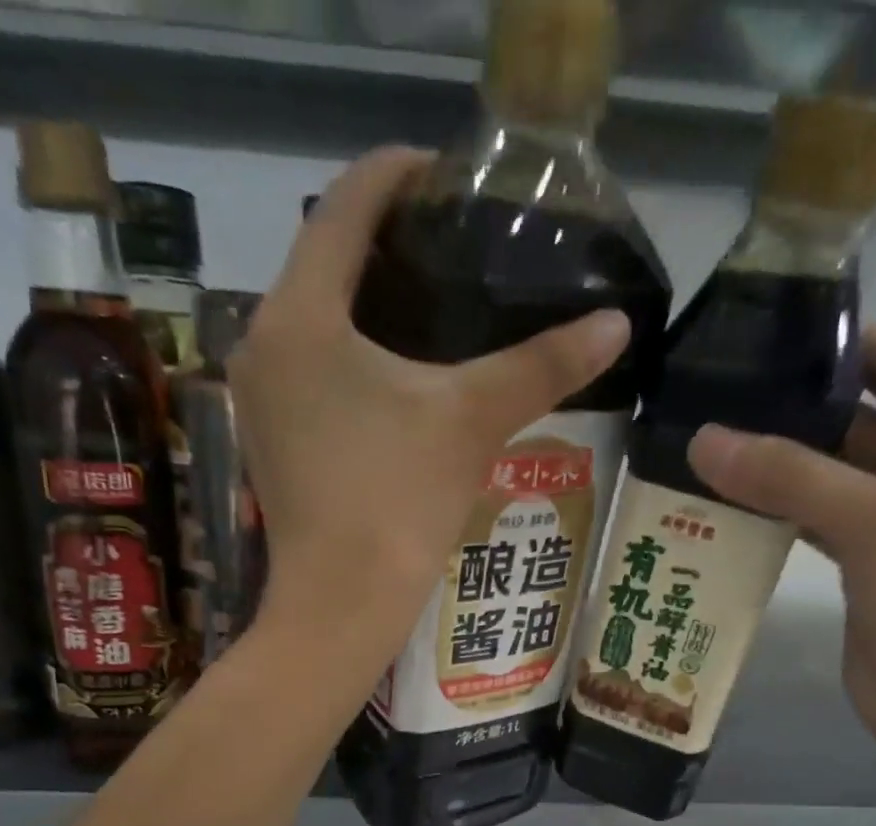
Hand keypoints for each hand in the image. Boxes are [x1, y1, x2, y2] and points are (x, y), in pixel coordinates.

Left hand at [227, 147, 631, 637]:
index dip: (398, 175)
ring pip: (313, 317)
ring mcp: (259, 395)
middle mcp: (263, 341)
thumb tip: (616, 324)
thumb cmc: (398, 501)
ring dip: (367, 300)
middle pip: (323, 259)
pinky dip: (349, 351)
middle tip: (453, 242)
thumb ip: (541, 365)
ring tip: (434, 300)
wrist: (343, 602)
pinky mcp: (269, 437)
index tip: (447, 173)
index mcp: (300, 315)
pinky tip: (397, 370)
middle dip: (387, 241)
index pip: (343, 205)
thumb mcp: (472, 421)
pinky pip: (308, 366)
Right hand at [687, 325, 875, 768]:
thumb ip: (788, 475)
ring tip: (713, 442)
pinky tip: (730, 502)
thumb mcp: (873, 522)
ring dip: (783, 463)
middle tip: (721, 393)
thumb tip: (702, 439)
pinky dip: (782, 509)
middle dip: (798, 408)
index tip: (771, 331)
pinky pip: (821, 518)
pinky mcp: (871, 563)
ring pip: (836, 473)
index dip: (844, 343)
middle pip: (862, 419)